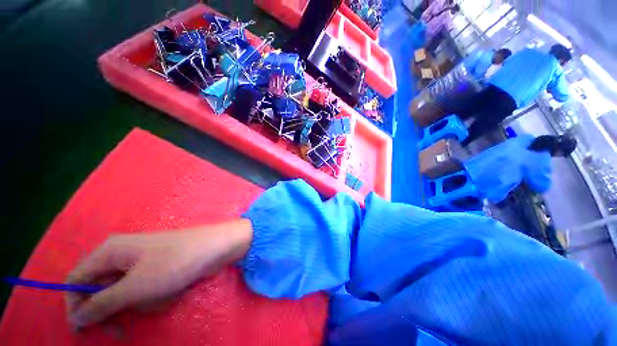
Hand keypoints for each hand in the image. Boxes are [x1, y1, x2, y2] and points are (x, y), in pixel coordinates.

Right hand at [65, 219, 252, 327]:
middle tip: (125, 328)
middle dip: (116, 310)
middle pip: (101, 291)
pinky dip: (158, 298)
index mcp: (110, 251)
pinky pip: (147, 292)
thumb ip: (101, 304)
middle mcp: (122, 255)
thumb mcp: (135, 288)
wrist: (218, 247)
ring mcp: (142, 262)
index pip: (75, 280)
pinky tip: (175, 290)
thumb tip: (75, 317)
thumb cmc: (177, 263)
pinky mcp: (159, 269)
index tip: (84, 332)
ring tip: (164, 295)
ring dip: (144, 304)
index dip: (75, 307)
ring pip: (127, 296)